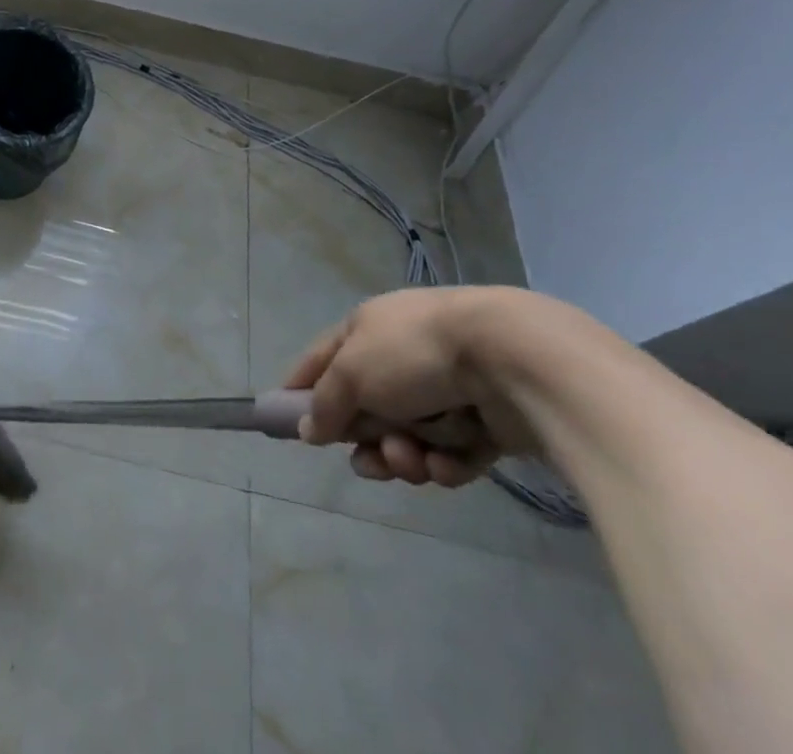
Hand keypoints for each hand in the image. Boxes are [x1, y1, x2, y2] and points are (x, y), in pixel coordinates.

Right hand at [284, 287, 534, 487]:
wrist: (508, 361)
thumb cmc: (413, 354)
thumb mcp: (352, 373)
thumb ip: (325, 403)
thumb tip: (305, 428)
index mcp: (367, 329)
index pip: (322, 358)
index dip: (302, 385)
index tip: (284, 418)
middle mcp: (401, 355)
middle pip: (368, 409)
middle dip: (367, 440)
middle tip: (369, 462)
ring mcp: (444, 388)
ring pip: (409, 436)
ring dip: (404, 455)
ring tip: (412, 460)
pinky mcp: (484, 421)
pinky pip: (450, 453)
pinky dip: (445, 462)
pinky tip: (447, 463)